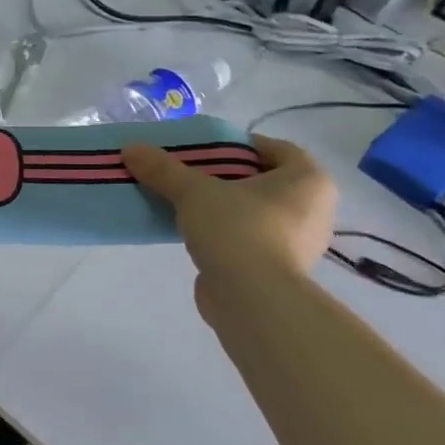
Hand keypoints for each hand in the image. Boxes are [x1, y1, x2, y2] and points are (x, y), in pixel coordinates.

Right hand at [122, 134, 335, 319]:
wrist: (252, 299)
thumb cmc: (237, 230)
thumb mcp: (193, 191)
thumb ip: (163, 169)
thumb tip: (130, 148)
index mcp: (308, 180)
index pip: (275, 149)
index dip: (239, 145)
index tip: (206, 150)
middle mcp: (314, 209)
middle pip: (264, 181)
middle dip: (227, 177)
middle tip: (191, 176)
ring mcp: (300, 242)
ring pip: (256, 212)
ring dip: (225, 207)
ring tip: (187, 205)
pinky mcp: (280, 269)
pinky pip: (251, 239)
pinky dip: (227, 234)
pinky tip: (196, 234)